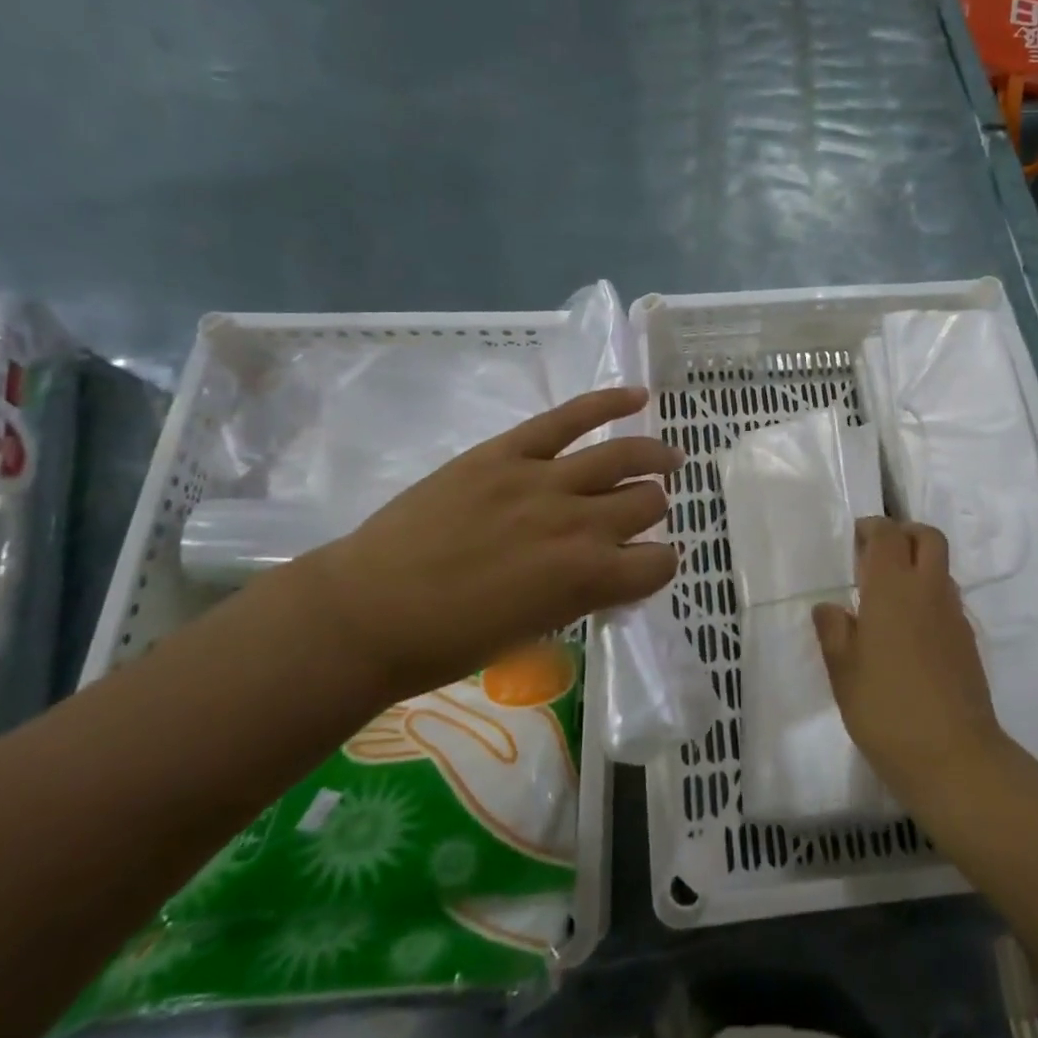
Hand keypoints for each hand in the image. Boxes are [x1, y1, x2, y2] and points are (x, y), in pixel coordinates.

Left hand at [294, 387, 682, 698]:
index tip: (642, 566)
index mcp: (589, 579)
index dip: (658, 565)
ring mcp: (544, 481)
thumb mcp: (538, 631)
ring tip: (668, 458)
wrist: (370, 612)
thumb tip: (606, 568)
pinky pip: (570, 416)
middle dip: (650, 511)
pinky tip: (637, 395)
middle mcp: (580, 525)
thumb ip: (583, 593)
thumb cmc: (452, 642)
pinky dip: (609, 402)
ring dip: (655, 457)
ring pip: (624, 456)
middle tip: (638, 513)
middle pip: (647, 503)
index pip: (659, 564)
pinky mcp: (508, 452)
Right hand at [813, 518, 1003, 805]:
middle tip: (877, 556)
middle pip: (927, 538)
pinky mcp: (967, 641)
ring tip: (889, 597)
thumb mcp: (844, 673)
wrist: (955, 757)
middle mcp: (928, 591)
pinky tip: (909, 632)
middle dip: (904, 534)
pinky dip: (929, 597)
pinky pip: (947, 600)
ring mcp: (953, 616)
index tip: (855, 541)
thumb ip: (834, 633)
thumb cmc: (887, 710)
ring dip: (918, 565)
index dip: (872, 528)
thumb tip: (829, 608)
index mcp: (892, 589)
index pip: (888, 535)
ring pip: (941, 568)